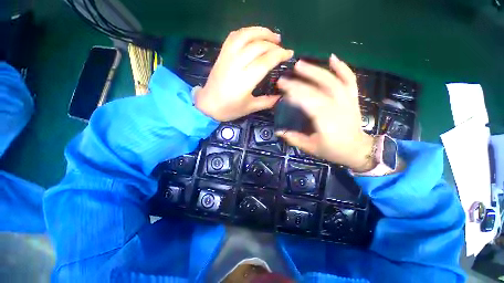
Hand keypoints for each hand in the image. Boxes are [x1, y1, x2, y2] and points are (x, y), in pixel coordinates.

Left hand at [195, 27, 293, 121]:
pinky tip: (254, 35)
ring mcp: (228, 57)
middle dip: (273, 44)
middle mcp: (237, 64)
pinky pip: (234, 36)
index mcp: (245, 80)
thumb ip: (267, 102)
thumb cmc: (229, 109)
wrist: (208, 105)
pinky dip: (246, 32)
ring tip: (272, 36)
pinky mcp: (222, 54)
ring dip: (261, 32)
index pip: (266, 61)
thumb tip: (281, 97)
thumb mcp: (250, 108)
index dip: (279, 55)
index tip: (289, 53)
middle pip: (258, 46)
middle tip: (282, 47)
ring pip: (246, 35)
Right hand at [276, 55, 375, 171]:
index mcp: (326, 121)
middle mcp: (337, 107)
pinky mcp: (352, 97)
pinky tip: (332, 58)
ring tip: (300, 64)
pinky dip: (342, 67)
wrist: (356, 149)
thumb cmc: (332, 150)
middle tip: (284, 78)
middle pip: (318, 89)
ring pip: (332, 81)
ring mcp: (347, 100)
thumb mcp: (310, 147)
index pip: (308, 103)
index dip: (294, 95)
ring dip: (316, 70)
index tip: (281, 90)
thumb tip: (278, 132)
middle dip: (299, 83)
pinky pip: (349, 80)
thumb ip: (294, 139)